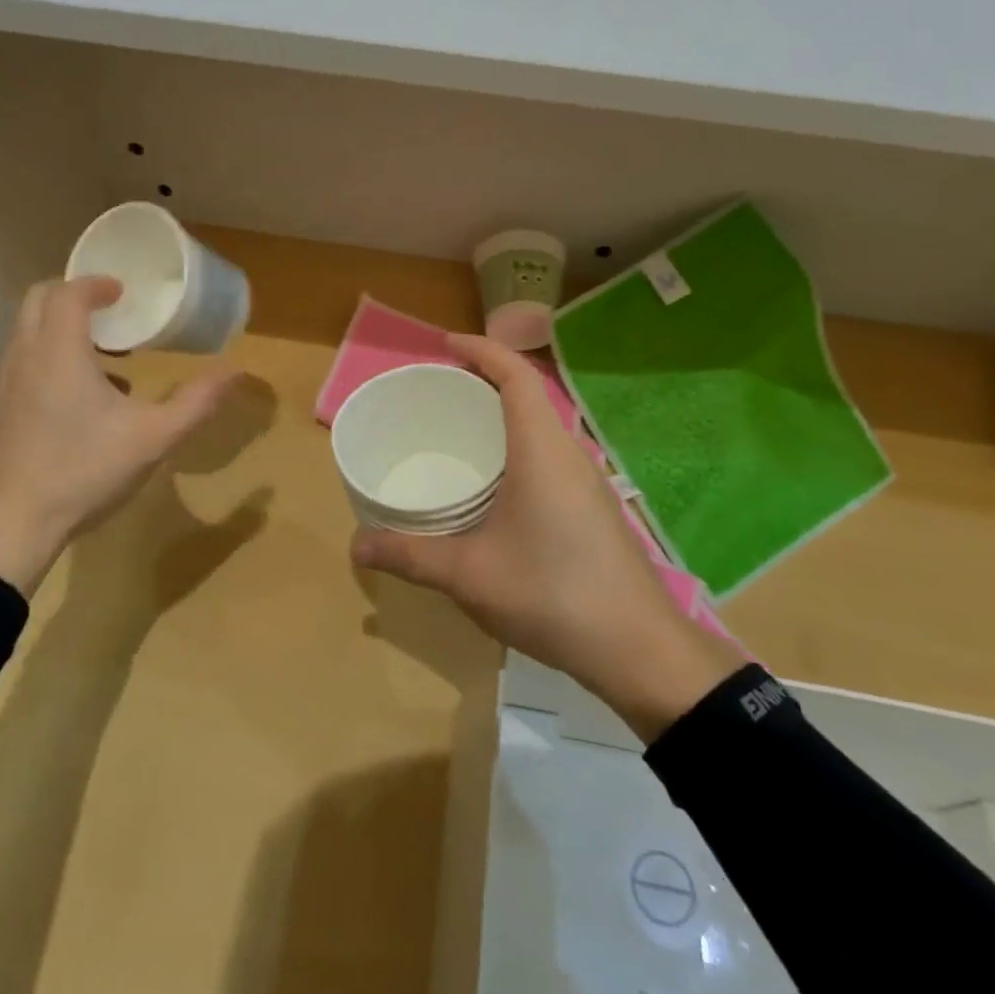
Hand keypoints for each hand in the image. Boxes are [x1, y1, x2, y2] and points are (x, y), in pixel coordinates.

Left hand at [0, 277, 241, 592]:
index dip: (96, 284)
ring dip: (65, 329)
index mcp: (59, 351)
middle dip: (75, 296)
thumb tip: (236, 371)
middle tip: (113, 311)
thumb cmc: (84, 470)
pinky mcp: (2, 409)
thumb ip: (196, 402)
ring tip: (109, 356)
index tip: (123, 291)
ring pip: (30, 333)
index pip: (68, 293)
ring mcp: (7, 383)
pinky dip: (54, 357)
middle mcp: (25, 357)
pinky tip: (88, 399)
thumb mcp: (153, 438)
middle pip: (39, 301)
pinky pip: (26, 361)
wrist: (11, 523)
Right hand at [350, 335, 744, 741]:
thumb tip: (356, 545)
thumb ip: (410, 555)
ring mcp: (589, 482)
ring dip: (505, 417)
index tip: (446, 345)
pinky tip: (495, 487)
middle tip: (440, 391)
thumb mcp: (469, 574)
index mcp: (542, 449)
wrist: (638, 648)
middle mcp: (570, 453)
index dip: (482, 350)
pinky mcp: (594, 507)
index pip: (516, 376)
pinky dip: (518, 448)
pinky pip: (551, 456)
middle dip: (485, 381)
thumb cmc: (551, 594)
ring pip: (542, 427)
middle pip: (529, 395)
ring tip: (460, 432)